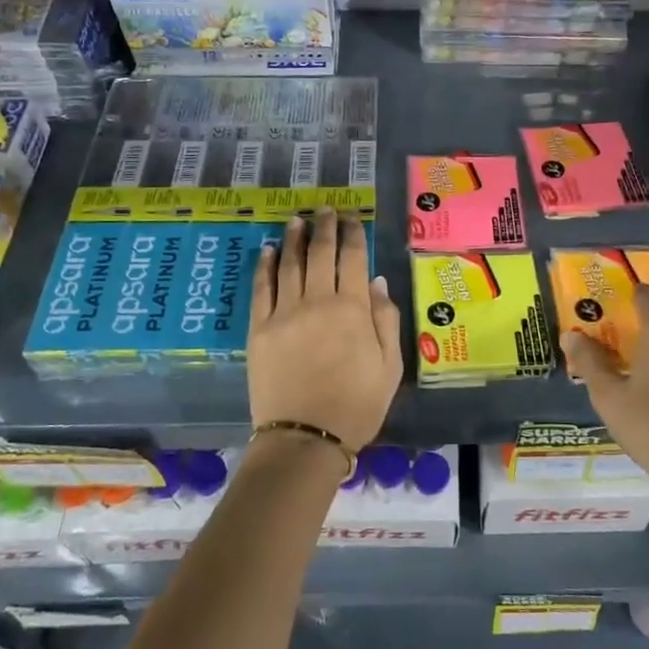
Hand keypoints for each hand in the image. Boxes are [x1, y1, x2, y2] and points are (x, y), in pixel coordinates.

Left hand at [247, 209, 402, 449]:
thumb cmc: (357, 405)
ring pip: (289, 264)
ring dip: (294, 238)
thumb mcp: (390, 366)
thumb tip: (376, 281)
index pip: (352, 258)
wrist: (305, 439)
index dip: (352, 233)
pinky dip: (265, 266)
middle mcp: (317, 302)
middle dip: (324, 227)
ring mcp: (284, 313)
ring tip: (297, 220)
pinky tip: (268, 250)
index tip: (351, 217)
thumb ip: (385, 320)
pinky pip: (261, 289)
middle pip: (320, 253)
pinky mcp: (259, 329)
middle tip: (325, 209)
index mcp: (352, 310)